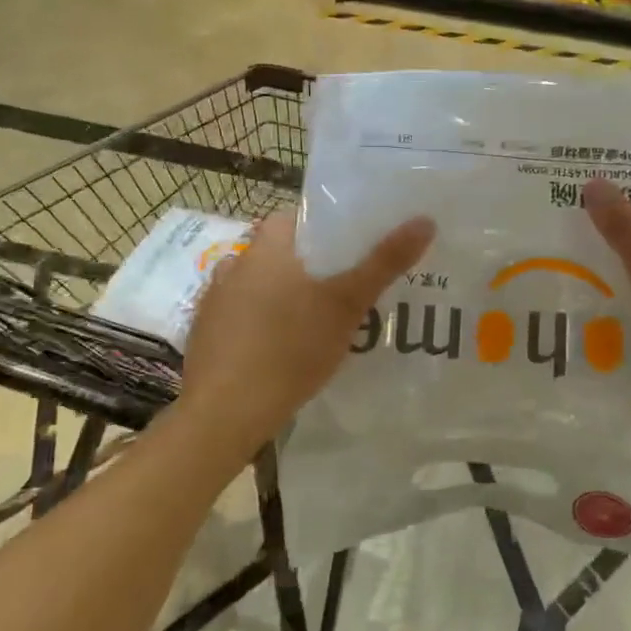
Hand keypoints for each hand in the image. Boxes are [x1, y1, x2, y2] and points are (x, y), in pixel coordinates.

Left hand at [177, 210, 434, 448]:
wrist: (225, 413)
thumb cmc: (290, 348)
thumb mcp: (347, 304)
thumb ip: (384, 262)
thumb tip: (425, 220)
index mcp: (265, 248)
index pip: (295, 216)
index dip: (325, 225)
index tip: (353, 245)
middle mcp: (234, 266)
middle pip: (280, 252)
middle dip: (310, 264)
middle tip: (346, 284)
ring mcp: (214, 302)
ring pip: (260, 285)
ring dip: (284, 294)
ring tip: (319, 317)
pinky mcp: (206, 336)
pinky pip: (242, 316)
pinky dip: (263, 323)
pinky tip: (284, 348)